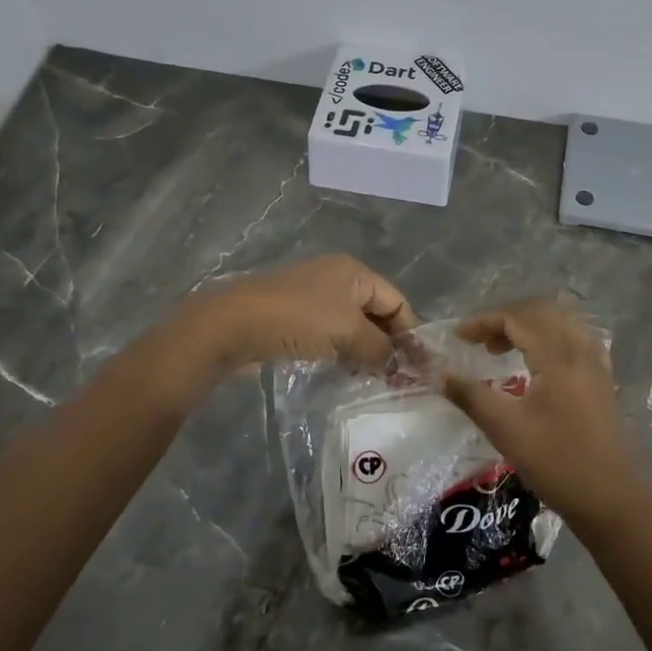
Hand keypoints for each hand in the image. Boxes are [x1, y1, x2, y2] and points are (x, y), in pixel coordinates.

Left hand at [186, 254, 415, 371]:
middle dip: (388, 342)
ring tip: (373, 378)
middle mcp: (337, 278)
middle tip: (398, 377)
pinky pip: (330, 333)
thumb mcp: (348, 332)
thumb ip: (379, 348)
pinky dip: (341, 350)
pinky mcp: (294, 317)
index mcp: (355, 272)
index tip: (418, 367)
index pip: (397, 300)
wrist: (233, 325)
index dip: (410, 332)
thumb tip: (396, 363)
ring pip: (352, 325)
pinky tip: (343, 371)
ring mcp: (313, 296)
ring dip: (364, 350)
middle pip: (376, 312)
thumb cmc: (299, 320)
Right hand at [440, 298, 644, 528]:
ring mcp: (596, 364)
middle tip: (479, 341)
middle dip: (505, 318)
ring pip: (560, 322)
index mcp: (558, 356)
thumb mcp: (505, 429)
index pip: (518, 317)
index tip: (458, 338)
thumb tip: (440, 375)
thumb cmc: (555, 462)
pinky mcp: (602, 380)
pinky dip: (550, 338)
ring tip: (502, 349)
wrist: (609, 499)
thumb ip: (470, 396)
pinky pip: (575, 339)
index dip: (484, 321)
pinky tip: (536, 362)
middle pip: (541, 311)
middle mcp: (580, 350)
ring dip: (528, 325)